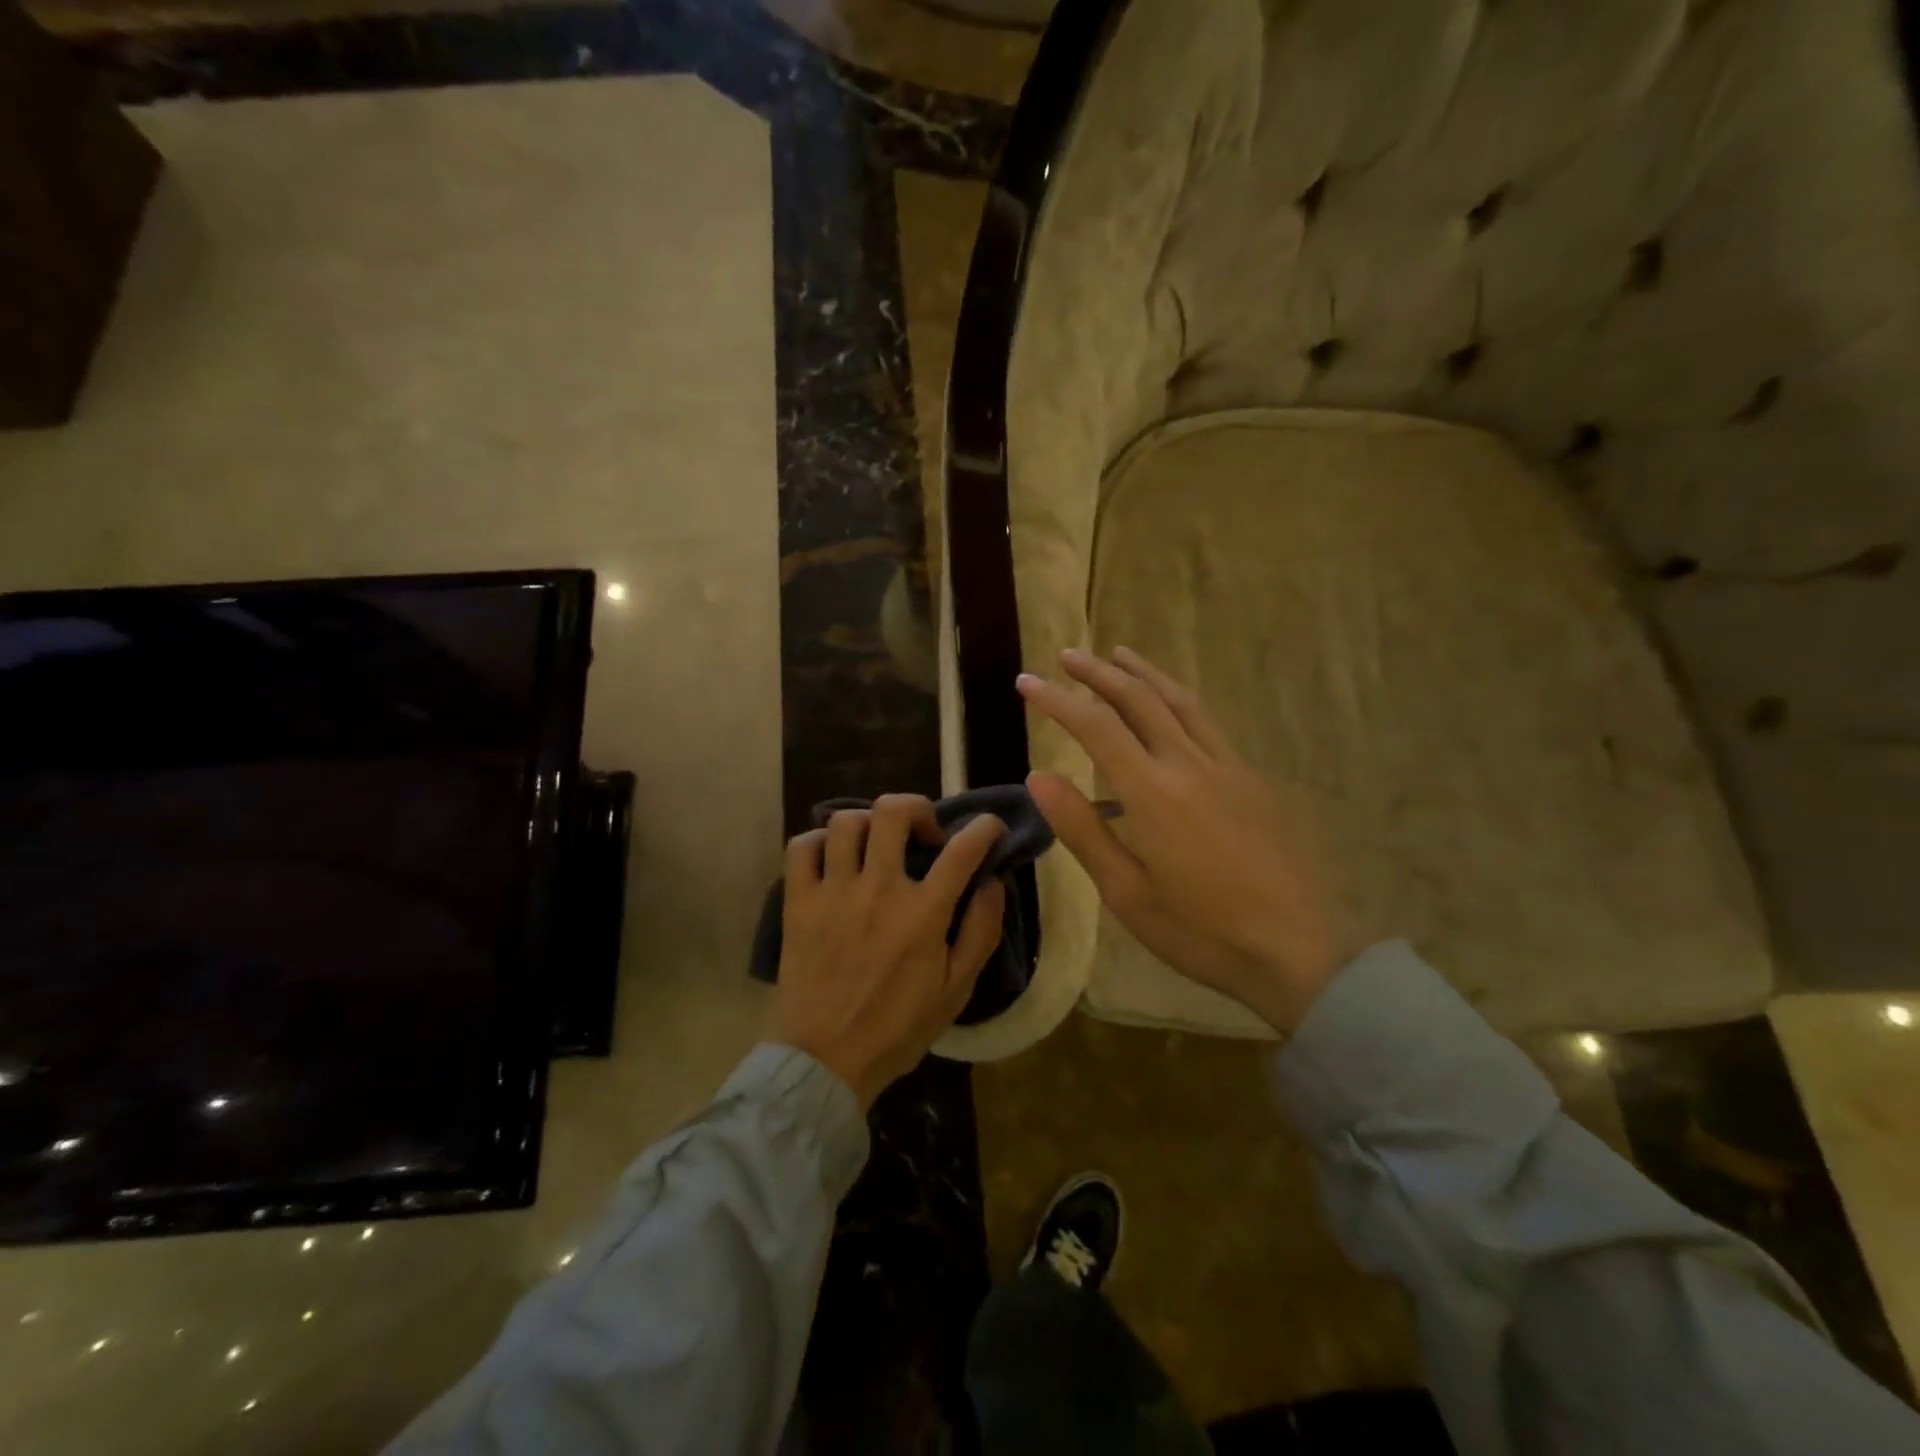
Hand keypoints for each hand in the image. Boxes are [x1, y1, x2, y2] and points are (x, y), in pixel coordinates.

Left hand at [770, 795, 1006, 1107]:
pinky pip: (802, 847)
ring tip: (877, 845)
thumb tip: (992, 882)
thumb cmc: (897, 1029)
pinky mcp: (798, 902)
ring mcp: (833, 892)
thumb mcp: (957, 991)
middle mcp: (878, 890)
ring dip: (869, 824)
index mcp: (923, 913)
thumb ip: (981, 932)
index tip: (989, 827)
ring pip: (847, 822)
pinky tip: (833, 857)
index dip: (984, 827)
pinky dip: (819, 841)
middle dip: (917, 808)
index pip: (962, 849)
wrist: (825, 1061)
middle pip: (893, 812)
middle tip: (924, 833)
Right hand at [1018, 647, 1363, 1031]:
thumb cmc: (1202, 932)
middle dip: (1098, 673)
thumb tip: (1038, 776)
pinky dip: (1178, 698)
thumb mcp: (1127, 893)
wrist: (1300, 950)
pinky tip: (1172, 705)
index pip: (1096, 727)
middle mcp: (1190, 764)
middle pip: (1139, 700)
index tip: (1026, 682)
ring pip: (1180, 701)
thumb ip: (1082, 830)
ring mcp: (1227, 766)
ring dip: (1144, 673)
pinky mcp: (1253, 779)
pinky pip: (1207, 722)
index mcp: (1153, 793)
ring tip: (1119, 654)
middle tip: (1067, 655)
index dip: (1057, 700)